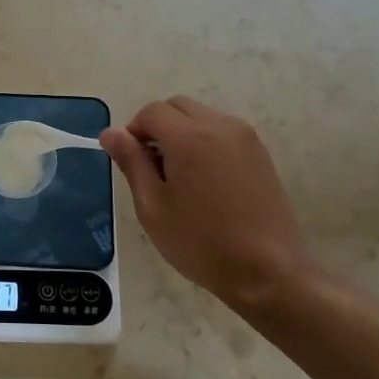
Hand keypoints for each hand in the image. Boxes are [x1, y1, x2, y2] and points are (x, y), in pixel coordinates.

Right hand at [101, 97, 316, 315]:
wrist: (268, 271)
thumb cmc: (201, 242)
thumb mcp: (153, 206)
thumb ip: (131, 163)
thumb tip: (111, 133)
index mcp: (189, 136)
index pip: (151, 112)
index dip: (133, 131)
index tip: (131, 163)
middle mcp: (219, 125)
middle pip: (177, 107)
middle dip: (158, 127)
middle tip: (152, 169)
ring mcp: (245, 138)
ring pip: (201, 117)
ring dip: (182, 133)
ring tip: (180, 178)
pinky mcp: (260, 153)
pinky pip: (222, 132)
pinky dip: (205, 142)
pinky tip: (206, 182)